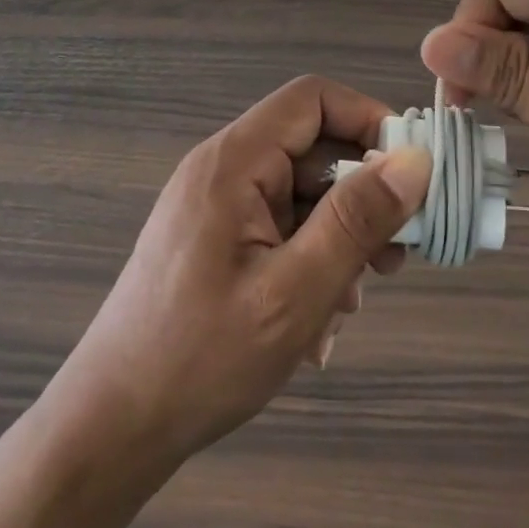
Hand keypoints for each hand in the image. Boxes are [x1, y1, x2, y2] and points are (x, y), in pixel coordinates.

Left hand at [48, 76, 430, 475]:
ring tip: (349, 305)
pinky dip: (310, 266)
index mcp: (234, 163)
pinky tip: (315, 325)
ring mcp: (218, 209)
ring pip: (303, 199)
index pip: (313, 100)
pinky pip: (281, 233)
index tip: (411, 173)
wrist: (114, 427)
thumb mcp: (296, 291)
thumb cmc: (203, 358)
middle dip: (361, 201)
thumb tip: (414, 160)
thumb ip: (356, 220)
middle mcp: (224, 172)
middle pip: (313, 153)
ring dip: (338, 245)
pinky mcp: (217, 243)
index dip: (368, 120)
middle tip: (394, 259)